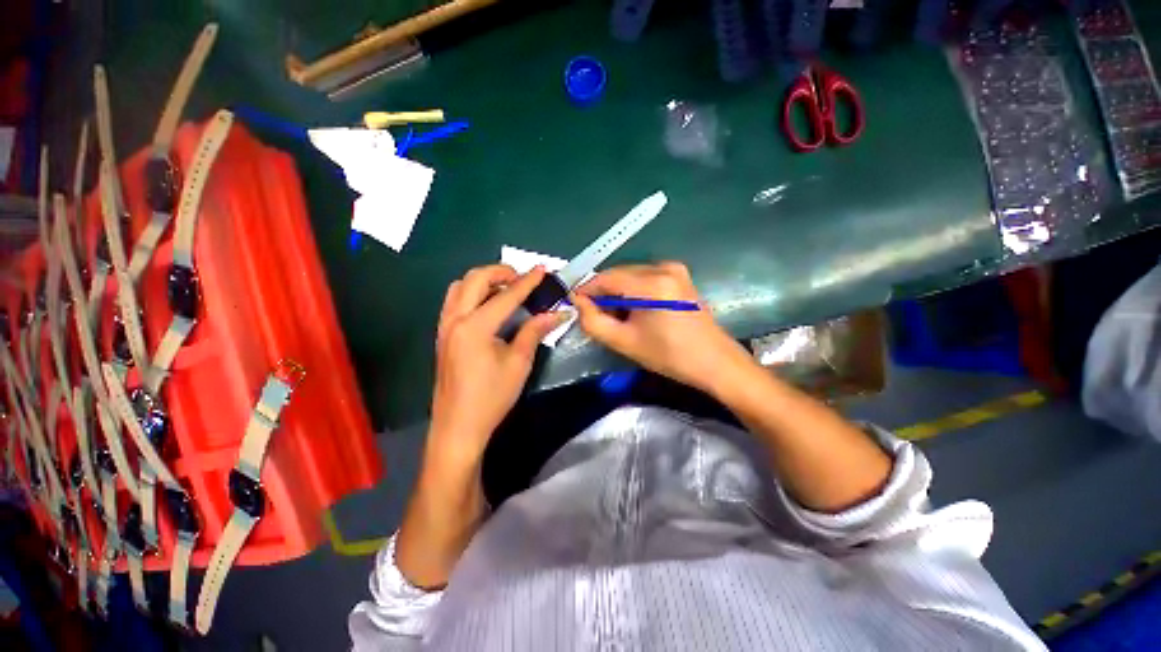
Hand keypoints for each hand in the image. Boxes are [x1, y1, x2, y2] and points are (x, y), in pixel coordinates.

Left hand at [429, 264, 563, 467]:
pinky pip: (454, 300)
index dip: (527, 282)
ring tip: (505, 288)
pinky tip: (488, 306)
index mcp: (475, 327)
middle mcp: (455, 319)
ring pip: (460, 286)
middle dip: (501, 272)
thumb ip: (535, 331)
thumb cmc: (492, 397)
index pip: (506, 296)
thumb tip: (557, 313)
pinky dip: (471, 293)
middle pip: (475, 279)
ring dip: (483, 280)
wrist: (459, 426)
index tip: (542, 270)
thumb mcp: (519, 363)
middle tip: (522, 279)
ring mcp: (444, 326)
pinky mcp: (442, 334)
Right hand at [573, 262, 750, 395]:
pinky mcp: (679, 275)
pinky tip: (635, 311)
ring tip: (617, 317)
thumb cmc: (669, 356)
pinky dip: (633, 291)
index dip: (586, 290)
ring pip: (630, 275)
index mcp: (651, 284)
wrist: (714, 361)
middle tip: (596, 316)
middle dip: (603, 293)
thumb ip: (593, 322)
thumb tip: (578, 302)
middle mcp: (663, 268)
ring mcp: (674, 269)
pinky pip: (644, 277)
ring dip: (618, 293)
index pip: (606, 278)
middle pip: (618, 274)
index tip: (575, 306)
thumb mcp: (625, 342)